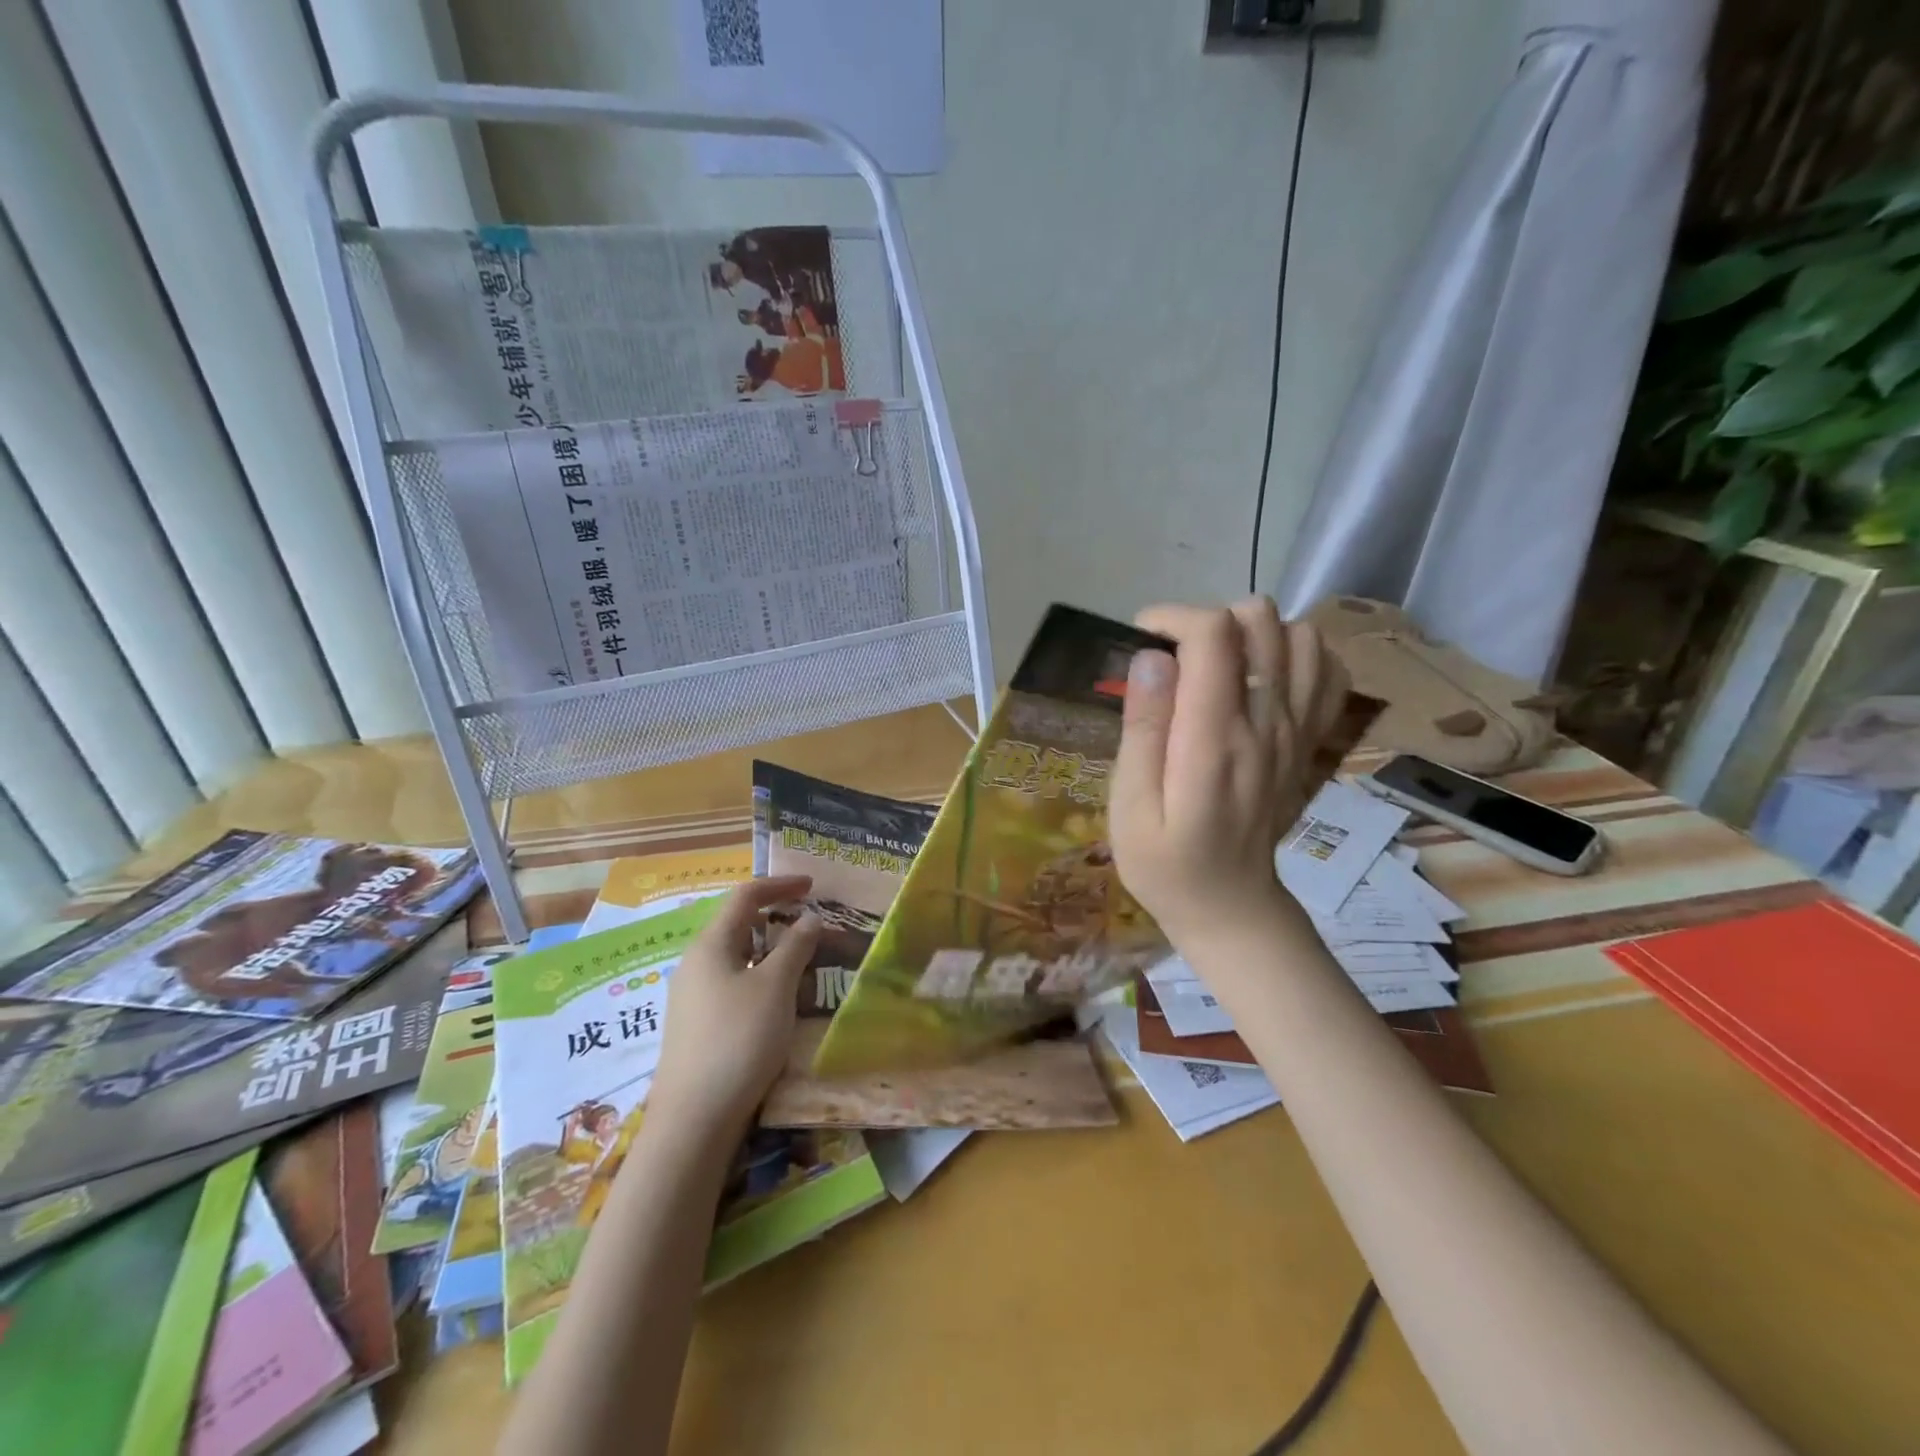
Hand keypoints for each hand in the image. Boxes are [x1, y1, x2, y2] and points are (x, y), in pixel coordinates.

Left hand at [646, 877, 821, 1135]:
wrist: (695, 1119)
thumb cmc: (738, 1039)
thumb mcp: (776, 987)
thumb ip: (795, 946)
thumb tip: (809, 918)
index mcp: (710, 945)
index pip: (745, 897)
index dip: (779, 886)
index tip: (812, 886)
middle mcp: (696, 963)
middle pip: (739, 926)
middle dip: (777, 920)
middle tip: (813, 927)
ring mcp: (693, 997)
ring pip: (738, 958)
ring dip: (771, 953)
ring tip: (804, 964)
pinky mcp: (697, 1025)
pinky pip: (733, 985)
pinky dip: (760, 979)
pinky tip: (780, 1001)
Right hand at [1109, 598, 1349, 954]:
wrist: (1231, 905)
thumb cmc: (1164, 861)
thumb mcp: (1129, 807)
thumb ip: (1142, 730)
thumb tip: (1151, 657)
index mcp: (1214, 741)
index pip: (1214, 635)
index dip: (1173, 618)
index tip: (1141, 642)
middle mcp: (1266, 723)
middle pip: (1260, 620)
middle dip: (1207, 620)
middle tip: (1174, 660)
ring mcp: (1296, 729)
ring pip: (1298, 634)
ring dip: (1251, 635)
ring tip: (1215, 667)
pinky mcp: (1310, 738)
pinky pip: (1326, 668)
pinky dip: (1294, 656)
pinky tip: (1260, 678)